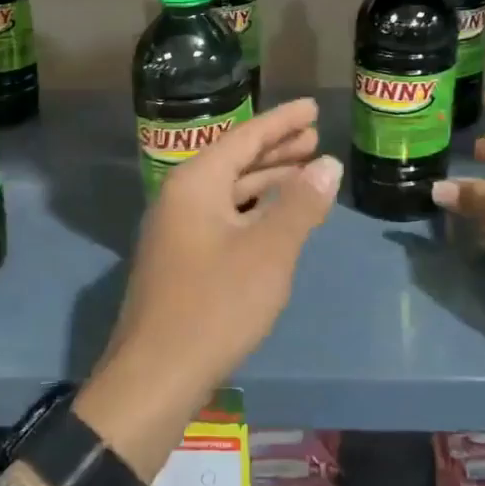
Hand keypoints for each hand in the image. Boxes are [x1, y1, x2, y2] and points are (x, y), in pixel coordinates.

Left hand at [74, 98, 340, 481]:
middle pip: (235, 160)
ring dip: (267, 180)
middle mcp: (181, 198)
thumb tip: (328, 164)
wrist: (155, 377)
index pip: (245, 137)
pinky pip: (224, 217)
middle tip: (315, 136)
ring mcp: (177, 230)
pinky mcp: (181, 260)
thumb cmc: (215, 305)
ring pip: (229, 191)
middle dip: (276, 148)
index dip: (282, 121)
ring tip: (306, 171)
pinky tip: (278, 218)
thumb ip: (300, 204)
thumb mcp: (269, 251)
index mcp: (195, 184)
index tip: (313, 108)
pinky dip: (254, 210)